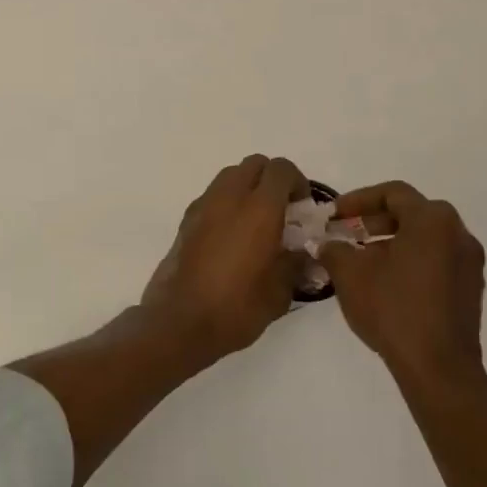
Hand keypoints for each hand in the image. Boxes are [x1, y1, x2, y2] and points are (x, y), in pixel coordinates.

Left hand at [141, 154, 308, 362]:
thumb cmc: (236, 307)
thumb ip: (297, 264)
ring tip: (256, 223)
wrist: (180, 322)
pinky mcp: (186, 220)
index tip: (302, 210)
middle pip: (254, 164)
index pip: (281, 169)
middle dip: (271, 180)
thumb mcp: (280, 292)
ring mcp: (203, 206)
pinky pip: (212, 196)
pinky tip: (232, 237)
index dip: (297, 183)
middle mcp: (229, 197)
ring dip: (247, 188)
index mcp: (259, 209)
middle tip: (281, 211)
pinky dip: (227, 204)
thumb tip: (306, 254)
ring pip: (230, 176)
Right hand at [319, 181, 486, 384]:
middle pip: (412, 213)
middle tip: (347, 234)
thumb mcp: (350, 274)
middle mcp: (458, 233)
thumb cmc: (393, 309)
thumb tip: (327, 243)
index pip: (392, 193)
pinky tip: (387, 283)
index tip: (335, 215)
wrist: (438, 367)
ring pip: (425, 238)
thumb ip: (334, 249)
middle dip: (375, 220)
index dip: (358, 199)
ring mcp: (470, 262)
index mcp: (432, 220)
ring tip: (363, 260)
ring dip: (393, 242)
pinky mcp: (471, 289)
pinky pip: (437, 260)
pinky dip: (411, 261)